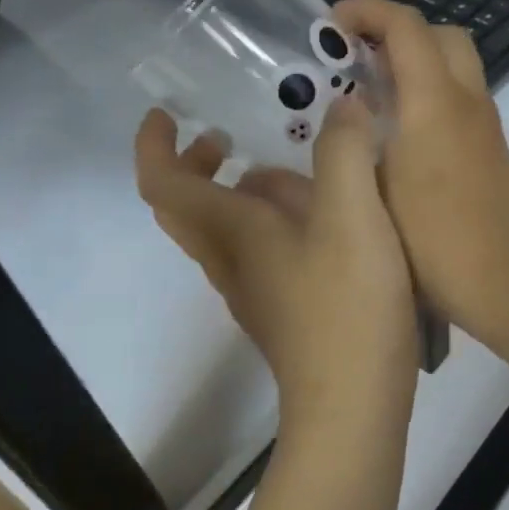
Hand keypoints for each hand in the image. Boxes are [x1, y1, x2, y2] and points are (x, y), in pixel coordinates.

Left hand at [134, 101, 417, 426]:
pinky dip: (272, 223)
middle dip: (196, 165)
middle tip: (226, 137)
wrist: (354, 404)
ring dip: (238, 194)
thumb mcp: (354, 215)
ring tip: (291, 172)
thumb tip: (343, 105)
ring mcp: (256, 292)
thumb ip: (345, 152)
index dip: (154, 144)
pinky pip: (260, 254)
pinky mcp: (284, 313)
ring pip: (225, 233)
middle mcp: (233, 261)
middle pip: (187, 209)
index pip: (164, 183)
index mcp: (234, 232)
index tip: (166, 113)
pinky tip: (324, 222)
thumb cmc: (346, 305)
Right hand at [333, 0, 508, 336]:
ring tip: (373, 90)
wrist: (500, 279)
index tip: (331, 25)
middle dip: (397, 31)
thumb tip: (349, 108)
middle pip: (440, 34)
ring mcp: (486, 123)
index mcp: (435, 102)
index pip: (406, 26)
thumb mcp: (375, 187)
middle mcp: (468, 100)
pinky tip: (401, 127)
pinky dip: (432, 89)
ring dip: (417, 60)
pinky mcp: (493, 146)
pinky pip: (462, 95)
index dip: (366, 12)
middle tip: (357, 56)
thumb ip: (358, 138)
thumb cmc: (430, 240)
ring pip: (456, 63)